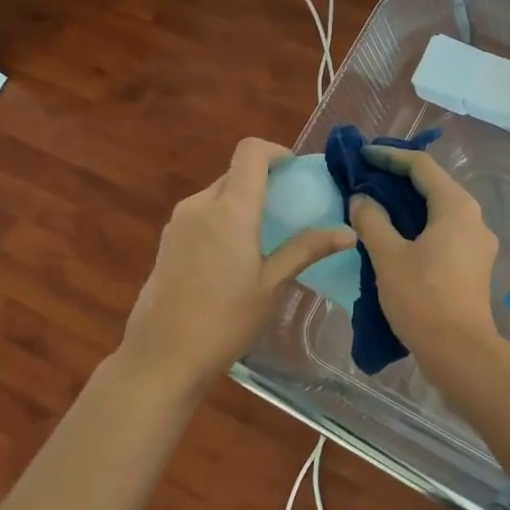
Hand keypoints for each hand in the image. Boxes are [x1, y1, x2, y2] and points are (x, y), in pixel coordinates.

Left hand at [115, 138, 355, 397]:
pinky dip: (223, 218)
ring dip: (243, 201)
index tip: (296, 174)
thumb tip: (348, 232)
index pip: (251, 152)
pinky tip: (234, 256)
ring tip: (265, 236)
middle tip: (290, 209)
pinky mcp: (167, 240)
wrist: (161, 357)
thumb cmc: (223, 321)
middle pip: (235, 172)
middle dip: (264, 181)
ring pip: (218, 193)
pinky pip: (202, 213)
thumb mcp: (271, 285)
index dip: (276, 152)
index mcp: (230, 209)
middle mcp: (200, 204)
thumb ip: (306, 250)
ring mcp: (179, 221)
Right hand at [348, 145, 500, 361]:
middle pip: (434, 185)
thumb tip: (361, 198)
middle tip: (365, 178)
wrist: (460, 352)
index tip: (363, 156)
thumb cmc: (422, 299)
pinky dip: (420, 224)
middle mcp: (474, 217)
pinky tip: (396, 235)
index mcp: (456, 206)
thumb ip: (372, 220)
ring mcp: (478, 242)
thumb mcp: (388, 257)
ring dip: (409, 203)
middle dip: (398, 179)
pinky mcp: (475, 263)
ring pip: (440, 209)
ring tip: (376, 205)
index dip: (390, 157)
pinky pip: (445, 230)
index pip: (421, 166)